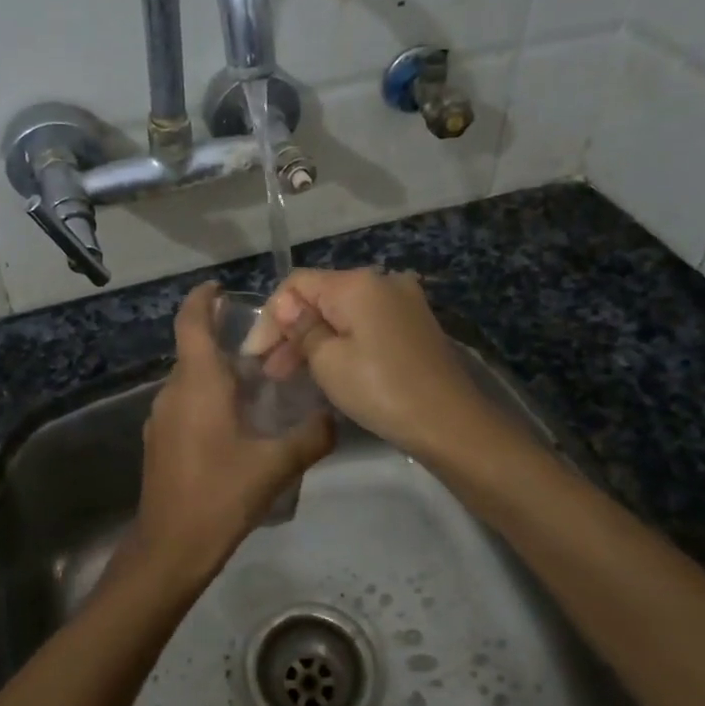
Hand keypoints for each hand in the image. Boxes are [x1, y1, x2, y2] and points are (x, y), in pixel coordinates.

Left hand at [132, 284, 334, 585]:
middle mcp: (173, 392)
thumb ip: (311, 438)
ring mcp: (161, 417)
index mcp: (198, 384)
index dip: (202, 299)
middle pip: (195, 350)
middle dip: (225, 340)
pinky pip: (186, 403)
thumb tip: (334, 420)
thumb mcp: (275, 466)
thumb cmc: (220, 496)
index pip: (192, 322)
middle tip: (268, 347)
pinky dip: (209, 399)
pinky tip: (238, 423)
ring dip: (219, 373)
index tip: (221, 287)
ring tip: (260, 384)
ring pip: (191, 380)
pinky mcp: (160, 441)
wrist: (170, 548)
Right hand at [257, 268, 493, 458]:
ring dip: (314, 339)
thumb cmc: (381, 390)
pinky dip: (341, 342)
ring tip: (290, 375)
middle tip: (270, 371)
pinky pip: (365, 324)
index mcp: (358, 283)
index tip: (254, 355)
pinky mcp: (413, 325)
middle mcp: (382, 282)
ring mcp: (402, 302)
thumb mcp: (328, 361)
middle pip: (321, 297)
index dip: (270, 316)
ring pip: (342, 313)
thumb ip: (301, 329)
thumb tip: (285, 308)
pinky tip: (325, 368)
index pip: (297, 284)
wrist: (450, 423)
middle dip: (291, 330)